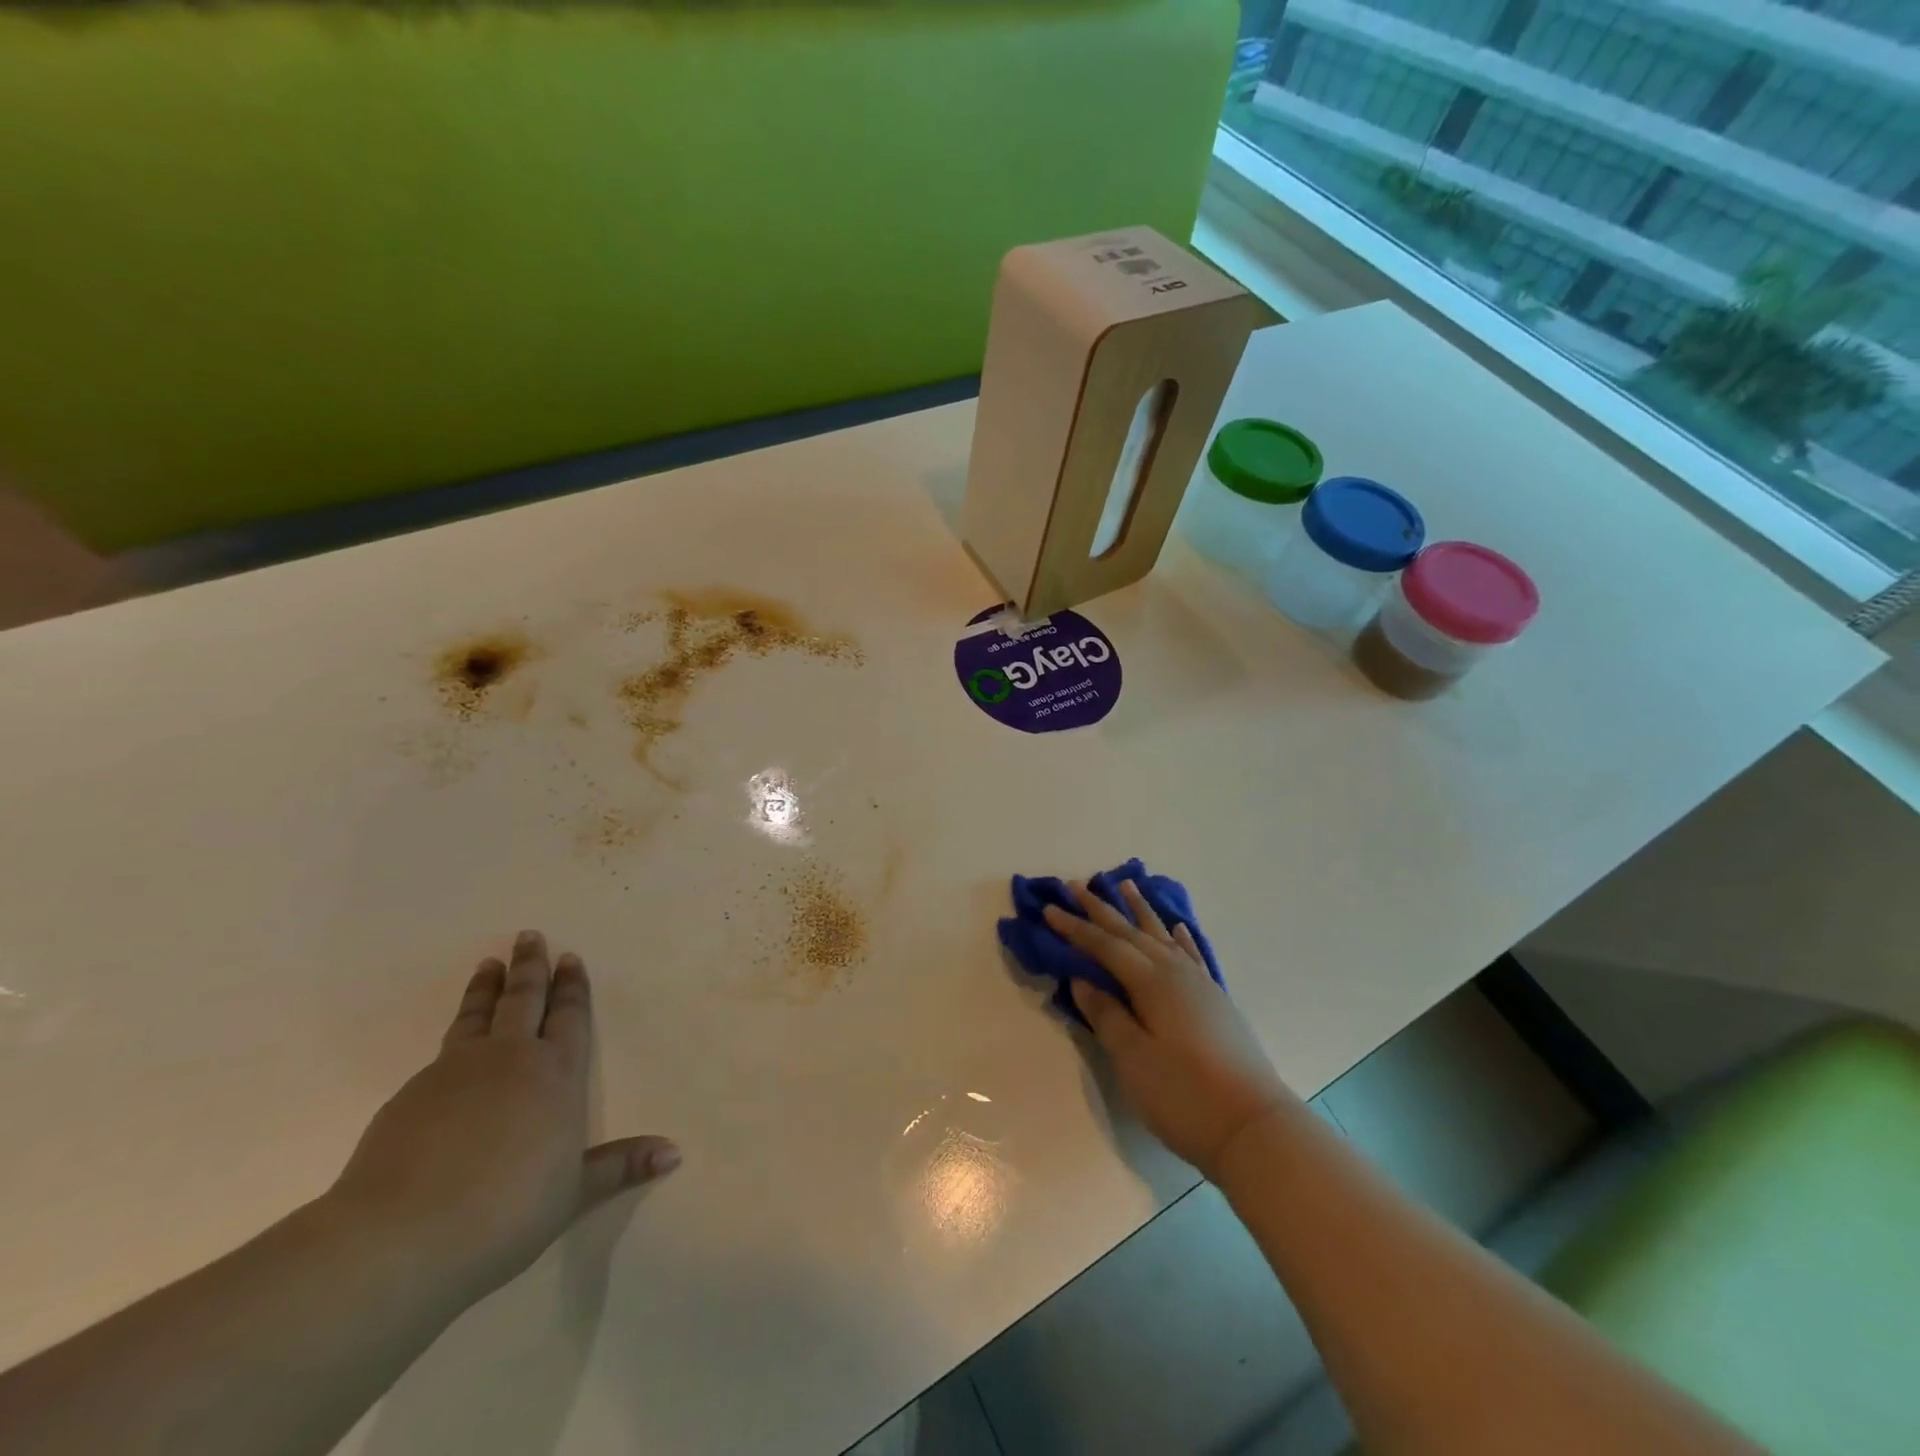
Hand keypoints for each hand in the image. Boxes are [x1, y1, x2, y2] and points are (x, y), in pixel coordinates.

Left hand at [326, 932, 678, 1301]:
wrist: (400, 1238)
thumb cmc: (506, 1212)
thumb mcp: (573, 1193)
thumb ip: (620, 1166)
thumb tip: (674, 1152)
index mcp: (555, 1075)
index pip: (569, 1018)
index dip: (572, 988)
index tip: (569, 957)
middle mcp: (510, 1060)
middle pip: (524, 1000)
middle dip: (530, 967)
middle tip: (530, 936)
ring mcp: (456, 1072)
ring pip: (477, 1015)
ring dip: (486, 987)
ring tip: (488, 963)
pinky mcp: (410, 1094)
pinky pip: (442, 1052)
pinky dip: (454, 1035)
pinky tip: (451, 1050)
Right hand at [1046, 882, 1293, 1179]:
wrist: (1255, 1128)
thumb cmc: (1184, 1095)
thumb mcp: (1133, 1058)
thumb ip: (1106, 1014)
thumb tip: (1081, 979)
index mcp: (1151, 982)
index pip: (1105, 946)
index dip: (1075, 928)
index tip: (1048, 909)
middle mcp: (1175, 972)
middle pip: (1131, 933)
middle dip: (1101, 909)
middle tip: (1075, 885)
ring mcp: (1200, 985)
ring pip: (1162, 936)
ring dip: (1140, 911)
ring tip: (1125, 885)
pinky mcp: (1215, 1001)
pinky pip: (1191, 955)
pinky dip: (1180, 938)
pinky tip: (1176, 928)